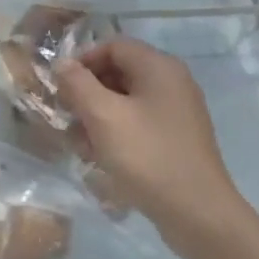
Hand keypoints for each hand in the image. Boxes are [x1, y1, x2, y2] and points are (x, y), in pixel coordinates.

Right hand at [55, 37, 247, 258]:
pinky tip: (101, 157)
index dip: (82, 61)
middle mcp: (172, 82)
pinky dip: (117, 133)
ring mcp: (177, 112)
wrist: (197, 212)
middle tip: (67, 117)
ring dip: (98, 116)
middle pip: (120, 72)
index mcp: (159, 67)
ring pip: (126, 101)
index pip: (113, 46)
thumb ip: (78, 84)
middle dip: (88, 92)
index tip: (61, 88)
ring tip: (80, 144)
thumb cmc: (147, 156)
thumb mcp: (104, 117)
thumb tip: (62, 63)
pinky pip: (139, 123)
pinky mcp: (176, 138)